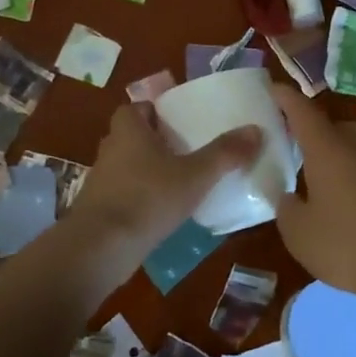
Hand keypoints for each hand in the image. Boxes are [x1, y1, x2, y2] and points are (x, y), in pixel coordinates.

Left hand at [69, 104, 261, 256]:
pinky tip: (161, 212)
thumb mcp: (194, 175)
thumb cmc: (147, 198)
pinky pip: (123, 193)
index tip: (178, 122)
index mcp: (129, 130)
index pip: (136, 108)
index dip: (154, 111)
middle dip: (155, 141)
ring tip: (178, 182)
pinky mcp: (99, 209)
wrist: (100, 248)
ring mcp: (100, 181)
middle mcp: (110, 149)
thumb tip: (256, 130)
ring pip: (127, 165)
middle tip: (185, 150)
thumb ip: (224, 154)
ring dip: (147, 170)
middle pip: (132, 136)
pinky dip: (139, 197)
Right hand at [272, 86, 355, 310]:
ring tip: (334, 180)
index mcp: (328, 149)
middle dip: (319, 133)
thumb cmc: (347, 244)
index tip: (273, 88)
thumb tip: (289, 197)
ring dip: (347, 155)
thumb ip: (288, 209)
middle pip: (337, 126)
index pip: (303, 111)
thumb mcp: (299, 234)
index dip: (286, 98)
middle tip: (303, 150)